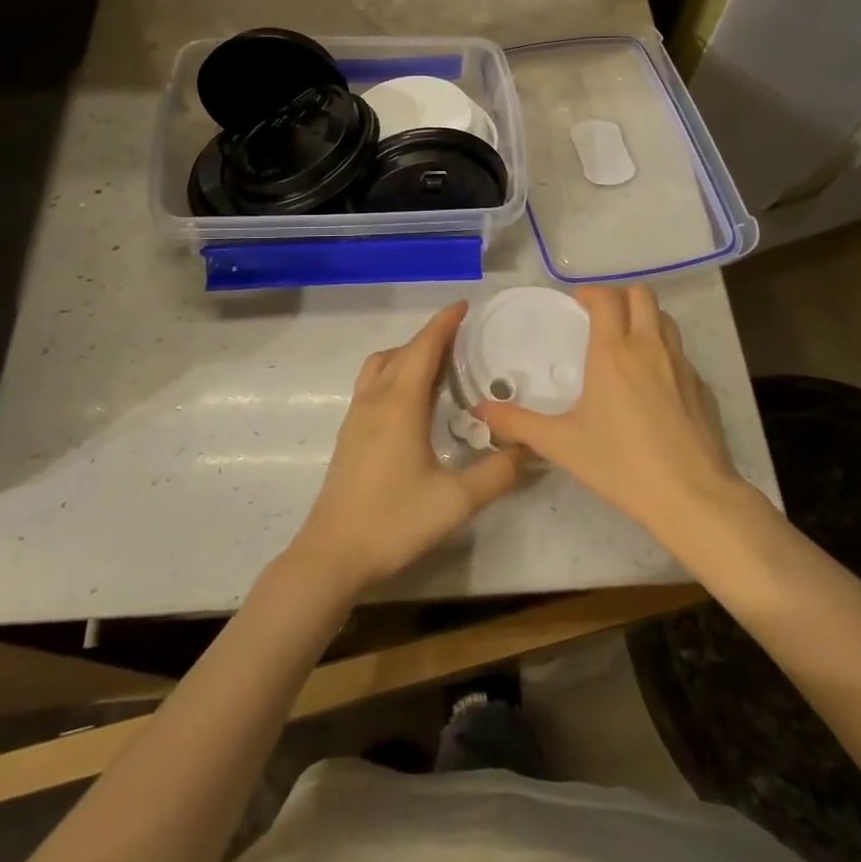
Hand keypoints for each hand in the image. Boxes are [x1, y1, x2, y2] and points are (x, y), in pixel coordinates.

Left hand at [287, 302, 525, 595]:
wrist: (333, 555)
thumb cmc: (394, 522)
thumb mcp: (456, 502)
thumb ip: (496, 474)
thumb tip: (528, 449)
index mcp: (400, 404)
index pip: (423, 348)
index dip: (443, 324)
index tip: (464, 306)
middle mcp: (375, 401)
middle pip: (401, 352)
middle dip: (430, 337)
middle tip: (461, 337)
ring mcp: (357, 416)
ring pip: (380, 366)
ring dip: (407, 354)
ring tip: (437, 365)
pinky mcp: (350, 434)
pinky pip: (372, 385)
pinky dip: (394, 374)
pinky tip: (412, 401)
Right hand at [478, 286, 749, 546]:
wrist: (691, 495)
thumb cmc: (620, 464)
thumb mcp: (562, 444)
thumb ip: (518, 423)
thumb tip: (480, 410)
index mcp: (613, 352)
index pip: (606, 298)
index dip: (590, 293)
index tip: (577, 303)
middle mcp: (649, 347)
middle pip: (642, 295)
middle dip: (620, 296)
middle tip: (602, 316)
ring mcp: (681, 364)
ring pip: (665, 319)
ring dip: (645, 318)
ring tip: (627, 341)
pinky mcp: (701, 386)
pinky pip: (681, 353)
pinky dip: (664, 352)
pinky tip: (653, 383)